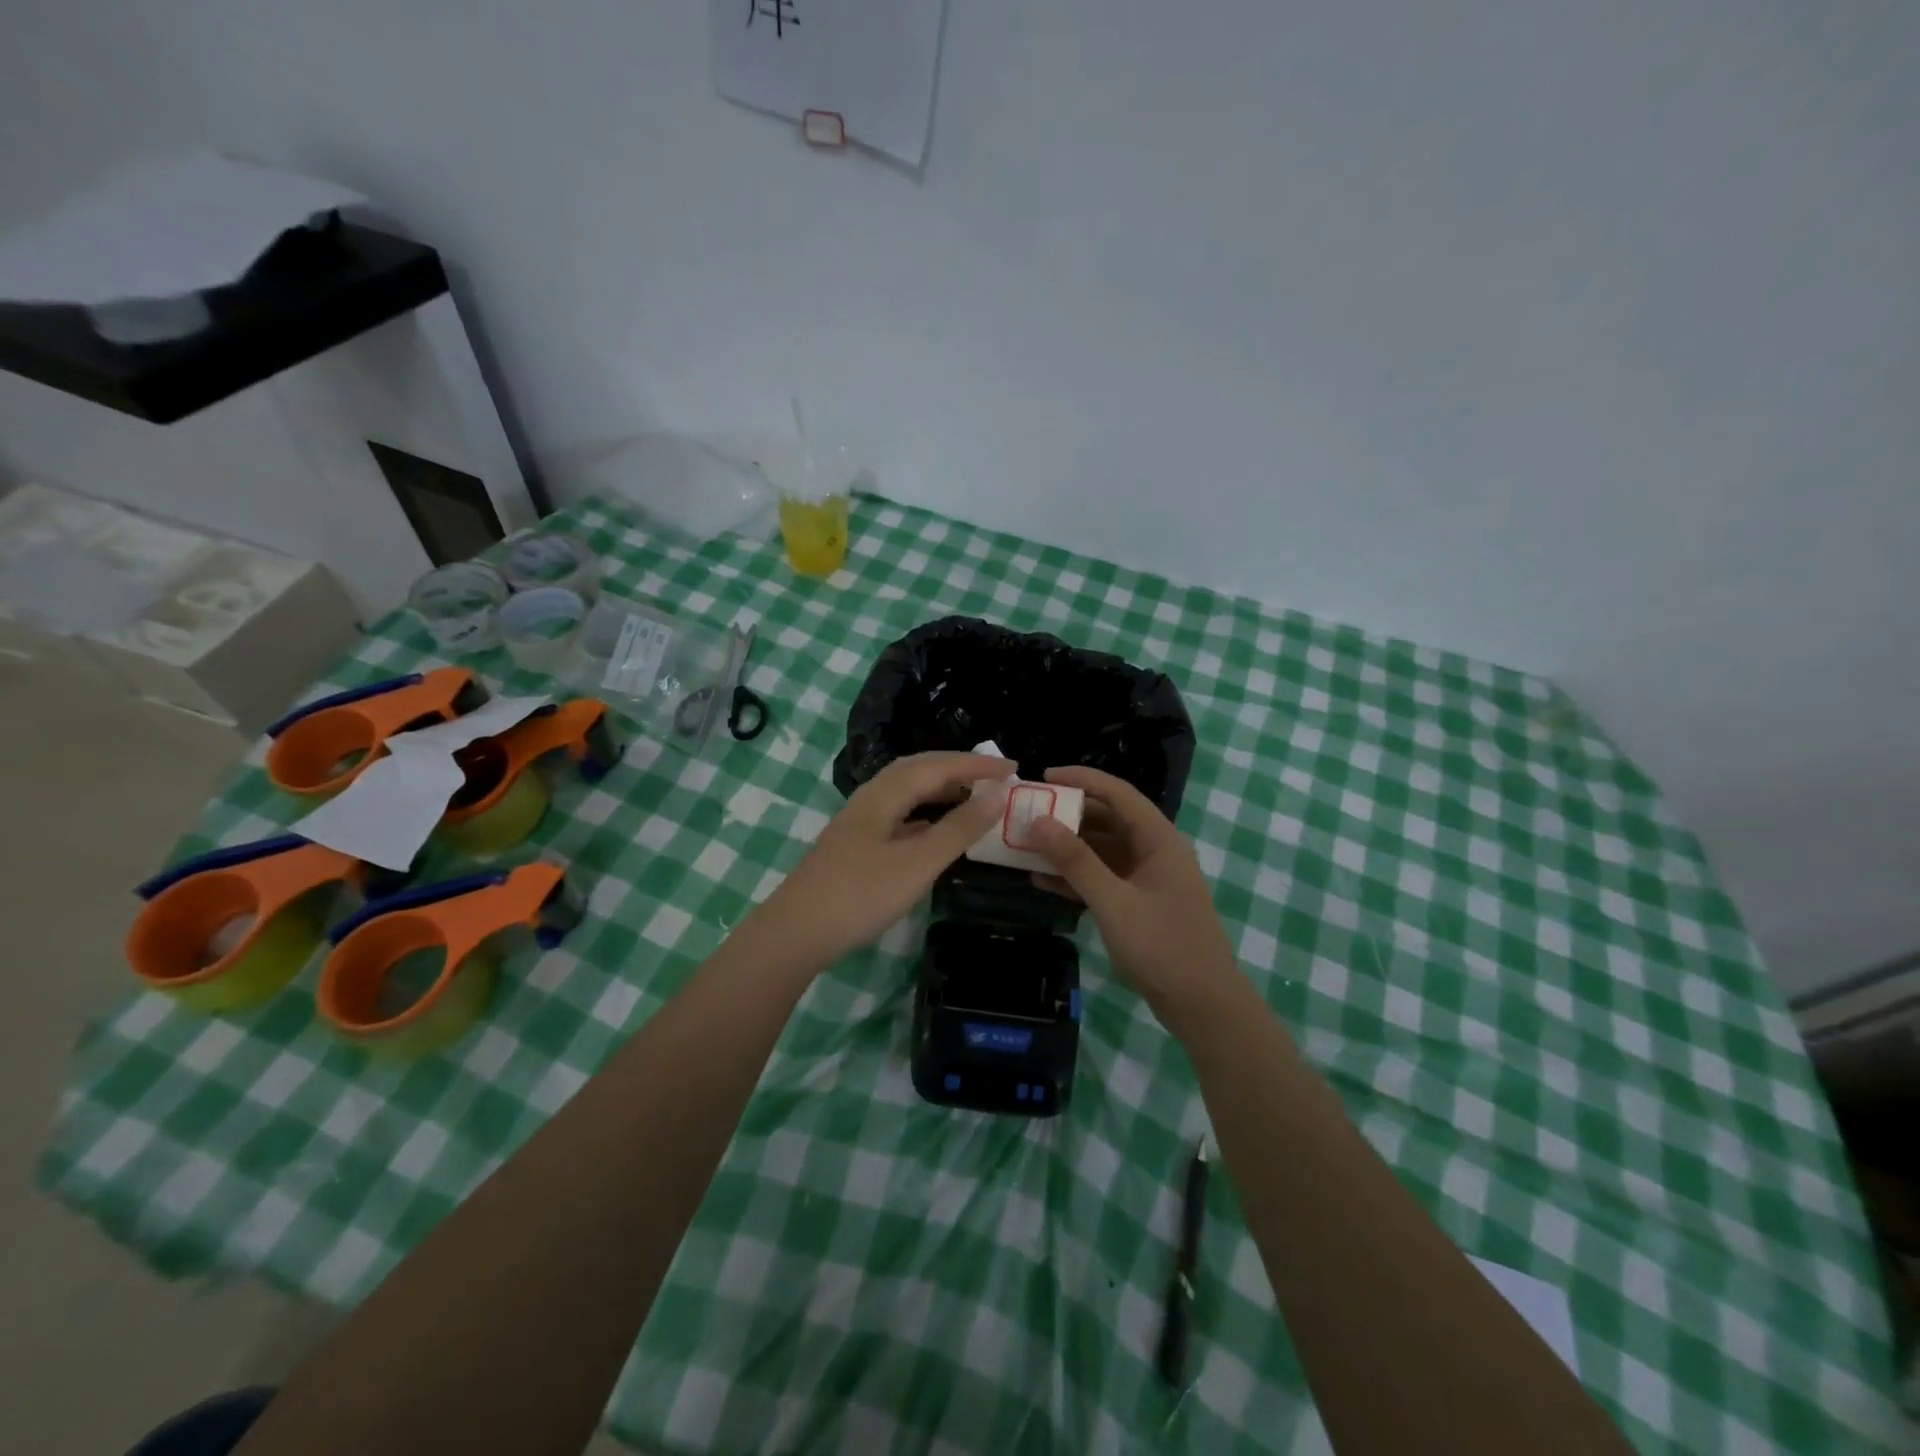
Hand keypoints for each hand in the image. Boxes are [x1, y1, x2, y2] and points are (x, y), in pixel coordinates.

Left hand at [752, 752, 1013, 971]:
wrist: (796, 932)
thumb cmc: (860, 895)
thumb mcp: (918, 863)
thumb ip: (958, 829)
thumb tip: (996, 796)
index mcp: (884, 794)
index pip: (938, 766)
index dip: (976, 765)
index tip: (1014, 767)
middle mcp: (870, 798)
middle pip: (918, 770)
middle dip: (958, 769)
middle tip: (995, 777)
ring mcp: (860, 822)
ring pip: (907, 792)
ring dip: (941, 789)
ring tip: (974, 798)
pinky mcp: (856, 844)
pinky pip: (900, 814)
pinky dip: (926, 813)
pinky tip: (936, 830)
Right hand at [1029, 766, 1240, 1020]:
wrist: (1202, 1005)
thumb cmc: (1162, 946)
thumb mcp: (1112, 901)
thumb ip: (1075, 861)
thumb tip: (1037, 821)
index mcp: (1159, 839)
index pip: (1117, 793)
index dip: (1081, 779)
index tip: (1042, 777)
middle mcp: (1154, 850)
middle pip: (1107, 819)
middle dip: (1067, 814)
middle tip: (1027, 812)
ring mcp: (1146, 878)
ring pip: (1100, 850)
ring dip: (1066, 847)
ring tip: (1025, 844)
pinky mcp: (1138, 903)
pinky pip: (1101, 878)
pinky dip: (1074, 877)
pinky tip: (1040, 880)